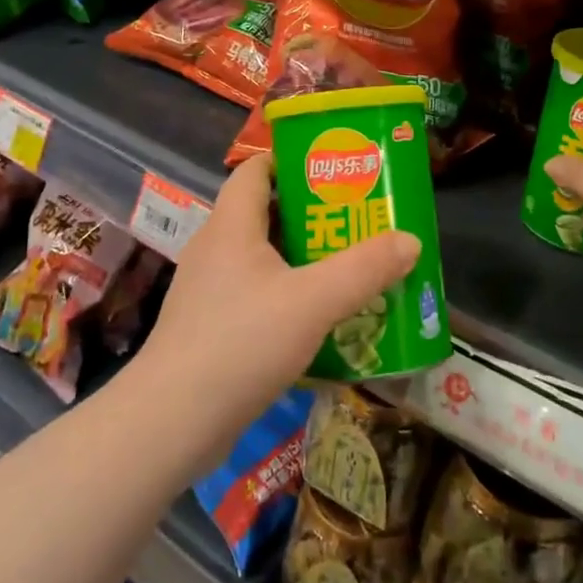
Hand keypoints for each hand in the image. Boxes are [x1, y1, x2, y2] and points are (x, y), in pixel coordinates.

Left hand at [137, 157, 419, 452]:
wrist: (172, 422)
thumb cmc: (241, 343)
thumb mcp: (313, 302)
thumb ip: (365, 269)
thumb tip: (410, 240)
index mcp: (231, 225)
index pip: (256, 169)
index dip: (293, 160)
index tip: (335, 169)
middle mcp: (215, 248)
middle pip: (265, 212)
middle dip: (312, 213)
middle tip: (357, 220)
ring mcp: (208, 289)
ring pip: (262, 257)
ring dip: (302, 258)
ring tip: (347, 266)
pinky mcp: (209, 326)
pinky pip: (254, 293)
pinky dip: (286, 294)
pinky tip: (317, 318)